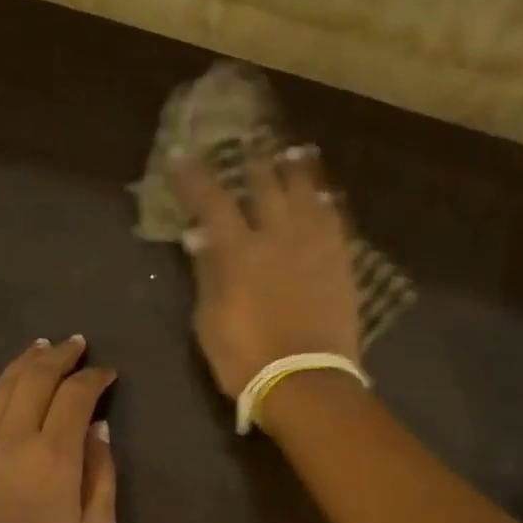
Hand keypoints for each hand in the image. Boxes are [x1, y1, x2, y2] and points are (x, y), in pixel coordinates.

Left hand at [0, 336, 117, 522]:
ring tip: (41, 347)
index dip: (94, 378)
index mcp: (56, 456)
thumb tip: (99, 428)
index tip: (108, 374)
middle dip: (60, 356)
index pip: (76, 396)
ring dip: (24, 362)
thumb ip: (102, 473)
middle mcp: (15, 439)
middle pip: (37, 379)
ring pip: (1, 387)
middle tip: (76, 344)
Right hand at [174, 145, 359, 397]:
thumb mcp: (210, 322)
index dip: (194, 176)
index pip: (212, 200)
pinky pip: (336, 221)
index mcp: (238, 251)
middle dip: (253, 160)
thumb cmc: (245, 359)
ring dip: (297, 170)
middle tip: (249, 140)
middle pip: (265, 184)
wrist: (305, 382)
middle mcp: (277, 236)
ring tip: (294, 152)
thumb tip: (199, 237)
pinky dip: (328, 204)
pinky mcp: (341, 263)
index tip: (181, 154)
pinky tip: (326, 195)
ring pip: (307, 193)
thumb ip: (206, 275)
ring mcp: (314, 246)